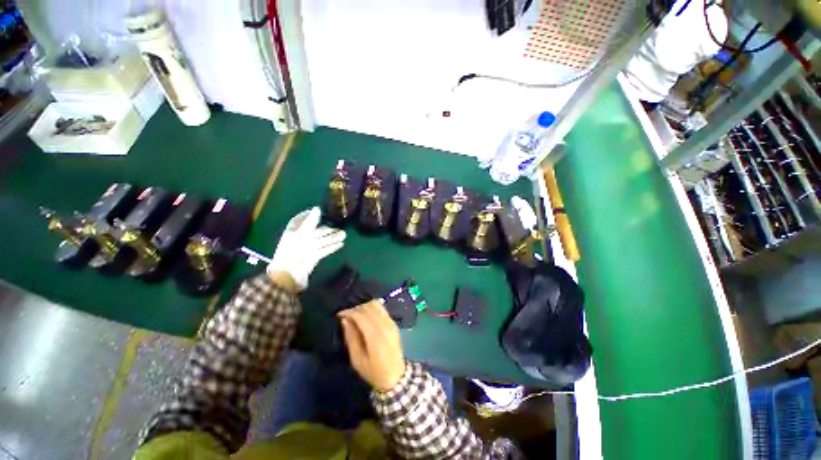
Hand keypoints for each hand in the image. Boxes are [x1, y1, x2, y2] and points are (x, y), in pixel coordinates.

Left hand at [267, 207, 345, 290]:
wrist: (288, 275)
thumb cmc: (292, 252)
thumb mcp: (301, 234)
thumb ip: (310, 222)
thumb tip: (317, 208)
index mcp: (294, 231)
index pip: (300, 220)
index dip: (308, 215)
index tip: (319, 211)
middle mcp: (300, 239)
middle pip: (316, 231)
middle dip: (328, 230)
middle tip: (341, 228)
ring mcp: (307, 249)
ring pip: (322, 240)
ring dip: (333, 238)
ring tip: (344, 235)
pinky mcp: (314, 258)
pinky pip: (324, 250)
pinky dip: (332, 247)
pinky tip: (341, 245)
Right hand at [338, 300, 405, 391]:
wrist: (395, 376)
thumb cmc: (373, 371)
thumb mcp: (357, 360)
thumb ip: (351, 338)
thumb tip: (345, 320)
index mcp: (375, 336)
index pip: (361, 315)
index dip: (349, 311)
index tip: (339, 314)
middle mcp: (385, 325)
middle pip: (369, 307)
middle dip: (355, 308)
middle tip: (346, 315)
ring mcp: (391, 322)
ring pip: (377, 305)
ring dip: (364, 306)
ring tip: (355, 314)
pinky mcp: (394, 322)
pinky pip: (382, 309)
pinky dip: (372, 308)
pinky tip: (365, 315)